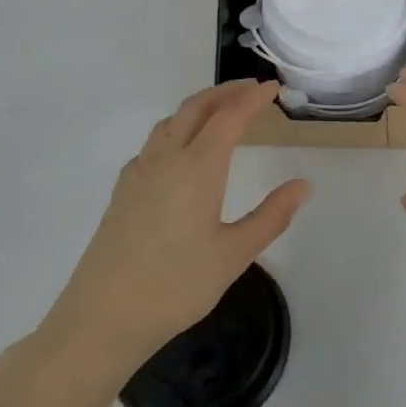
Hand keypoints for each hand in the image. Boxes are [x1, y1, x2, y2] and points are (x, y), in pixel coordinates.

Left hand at [42, 81, 310, 368]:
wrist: (102, 318)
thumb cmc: (176, 286)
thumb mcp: (234, 254)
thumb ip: (272, 216)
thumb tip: (304, 185)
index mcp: (197, 168)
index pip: (229, 117)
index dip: (252, 98)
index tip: (273, 87)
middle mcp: (165, 159)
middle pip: (195, 108)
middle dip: (224, 92)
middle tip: (251, 89)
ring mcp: (138, 173)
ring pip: (170, 122)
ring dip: (198, 107)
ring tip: (221, 111)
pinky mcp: (122, 191)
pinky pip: (153, 143)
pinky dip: (176, 129)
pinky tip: (181, 152)